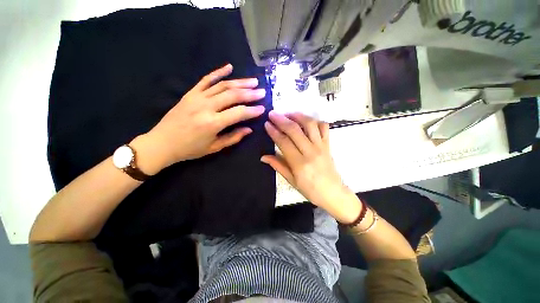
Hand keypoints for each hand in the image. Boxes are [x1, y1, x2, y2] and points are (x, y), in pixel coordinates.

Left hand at [134, 64, 265, 174]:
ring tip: (253, 81)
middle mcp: (206, 107)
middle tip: (262, 91)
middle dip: (250, 93)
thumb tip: (249, 129)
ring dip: (240, 82)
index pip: (238, 113)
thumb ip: (233, 137)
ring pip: (222, 85)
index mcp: (213, 123)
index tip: (263, 108)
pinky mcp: (190, 93)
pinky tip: (229, 67)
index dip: (252, 110)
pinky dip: (218, 72)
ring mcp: (197, 97)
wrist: (162, 143)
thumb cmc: (190, 149)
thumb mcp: (214, 147)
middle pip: (232, 95)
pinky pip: (205, 79)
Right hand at [261, 111, 361, 223]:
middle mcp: (310, 151)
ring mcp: (321, 146)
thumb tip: (263, 157)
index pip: (284, 142)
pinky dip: (315, 121)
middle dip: (282, 119)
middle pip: (295, 130)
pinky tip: (306, 121)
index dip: (274, 131)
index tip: (267, 123)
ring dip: (298, 116)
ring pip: (310, 124)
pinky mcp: (328, 144)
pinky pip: (324, 127)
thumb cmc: (310, 190)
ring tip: (288, 114)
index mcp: (299, 163)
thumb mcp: (291, 180)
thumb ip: (278, 165)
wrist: (333, 193)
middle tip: (272, 114)